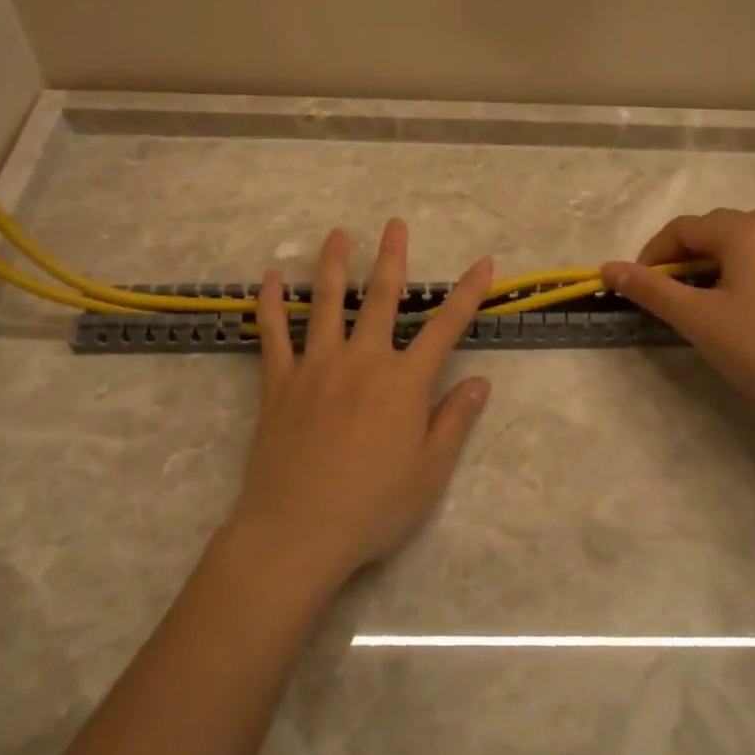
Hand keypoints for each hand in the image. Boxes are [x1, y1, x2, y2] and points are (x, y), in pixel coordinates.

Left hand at [226, 220, 493, 590]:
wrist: (298, 530)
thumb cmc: (373, 506)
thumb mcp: (430, 472)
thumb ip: (455, 420)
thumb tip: (482, 381)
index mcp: (404, 382)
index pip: (445, 328)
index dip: (468, 294)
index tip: (484, 263)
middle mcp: (362, 361)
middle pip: (382, 299)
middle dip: (392, 258)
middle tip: (394, 224)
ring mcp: (316, 367)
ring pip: (327, 304)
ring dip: (334, 265)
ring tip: (337, 234)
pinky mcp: (279, 383)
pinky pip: (274, 335)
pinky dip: (271, 305)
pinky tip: (270, 279)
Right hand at [602, 208, 754, 437]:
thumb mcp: (695, 318)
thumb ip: (650, 288)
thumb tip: (608, 268)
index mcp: (745, 232)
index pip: (684, 229)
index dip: (653, 253)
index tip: (638, 285)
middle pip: (714, 229)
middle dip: (683, 255)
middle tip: (666, 291)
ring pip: (743, 240)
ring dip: (713, 259)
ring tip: (700, 294)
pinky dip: (744, 267)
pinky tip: (742, 298)